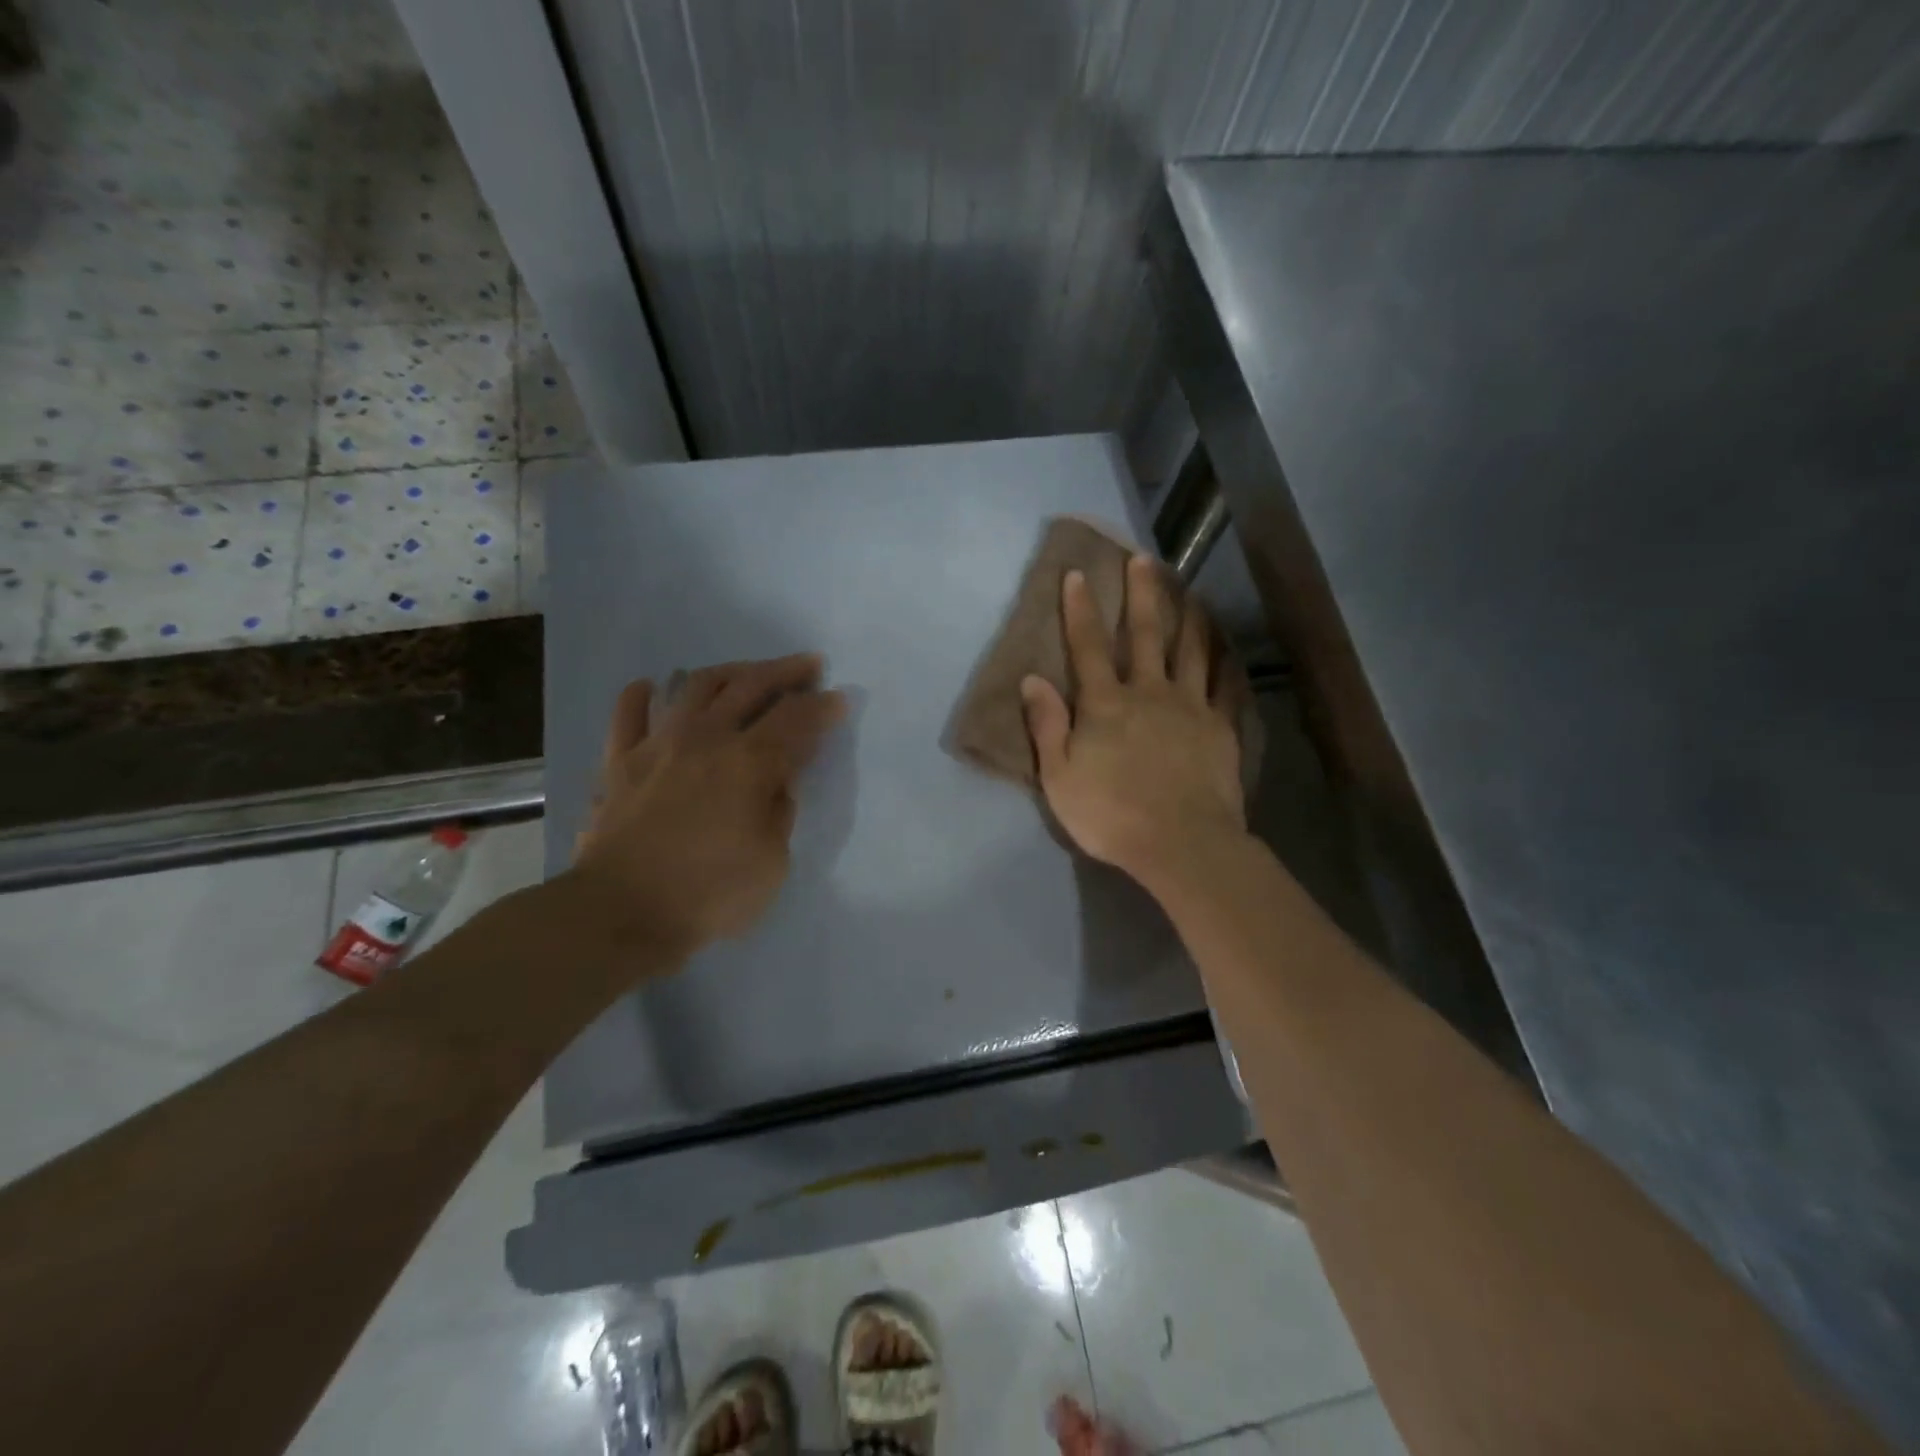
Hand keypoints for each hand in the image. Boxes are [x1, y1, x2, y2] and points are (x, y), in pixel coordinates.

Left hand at [569, 654, 845, 961]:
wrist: (621, 913)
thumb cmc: (709, 894)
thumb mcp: (773, 862)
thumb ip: (780, 812)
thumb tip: (778, 782)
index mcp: (750, 763)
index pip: (796, 719)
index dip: (823, 707)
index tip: (839, 700)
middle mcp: (706, 738)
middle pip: (751, 685)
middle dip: (786, 671)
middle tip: (809, 665)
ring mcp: (658, 744)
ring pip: (695, 686)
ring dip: (729, 671)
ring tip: (746, 673)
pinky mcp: (620, 761)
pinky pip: (628, 714)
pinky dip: (643, 695)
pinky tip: (654, 687)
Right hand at [1021, 557, 1245, 891]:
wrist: (1180, 843)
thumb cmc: (1110, 814)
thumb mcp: (1059, 777)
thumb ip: (1047, 725)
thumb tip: (1032, 679)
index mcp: (1105, 704)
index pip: (1087, 647)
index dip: (1079, 610)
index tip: (1077, 574)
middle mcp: (1149, 692)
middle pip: (1144, 635)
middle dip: (1141, 595)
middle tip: (1144, 560)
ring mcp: (1190, 707)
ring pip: (1191, 651)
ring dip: (1188, 617)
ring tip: (1190, 590)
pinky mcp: (1220, 727)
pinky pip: (1225, 686)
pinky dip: (1225, 661)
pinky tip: (1227, 646)